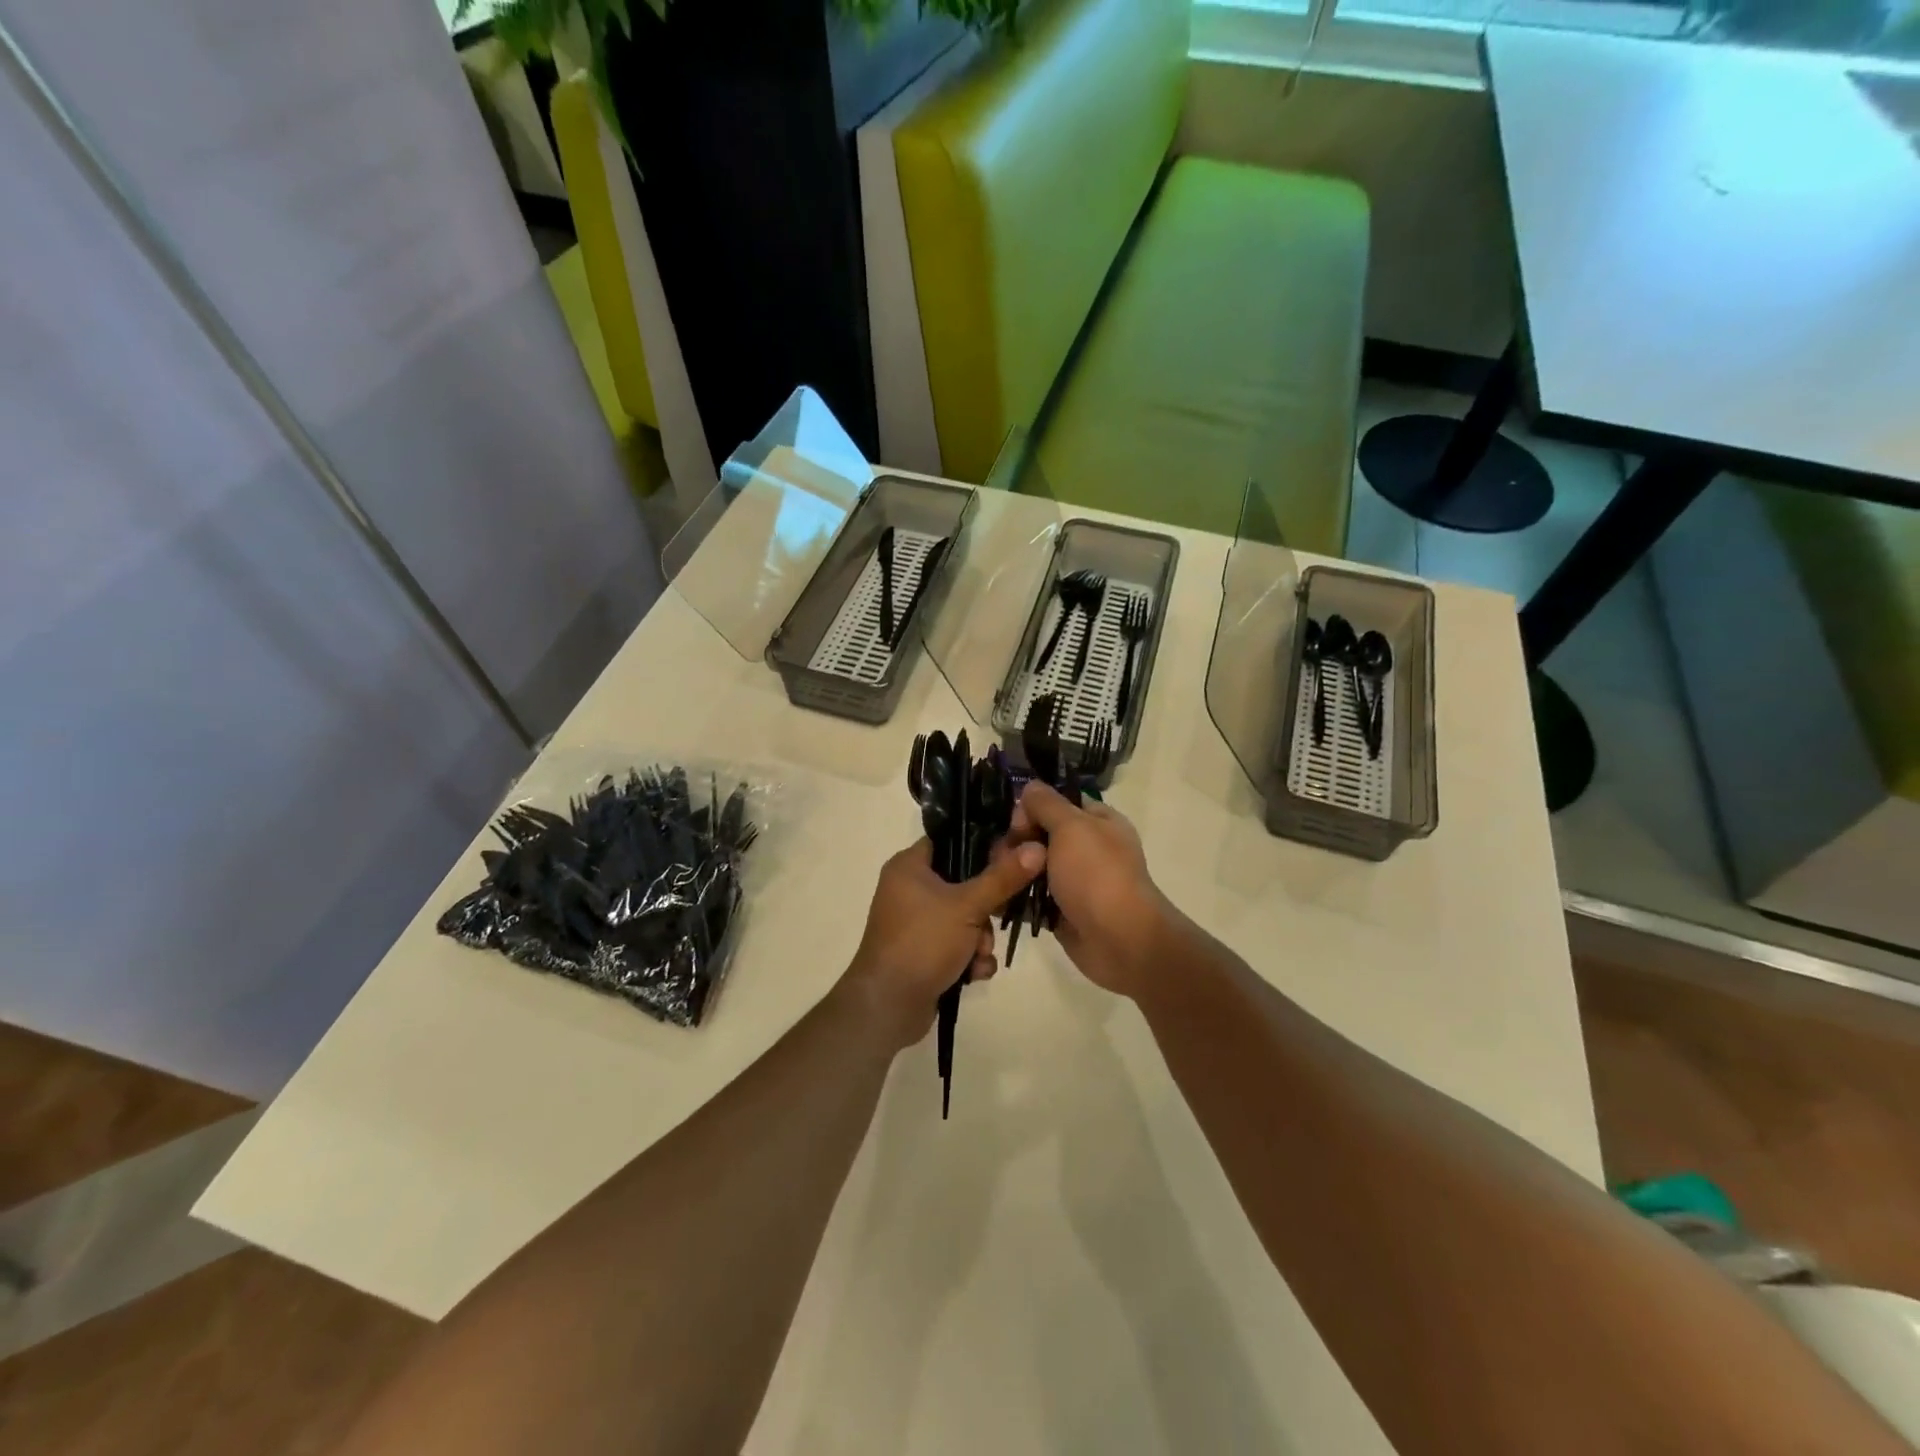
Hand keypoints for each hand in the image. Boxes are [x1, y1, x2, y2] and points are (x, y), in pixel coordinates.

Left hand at [843, 837, 1045, 1050]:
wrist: (888, 1005)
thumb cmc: (923, 942)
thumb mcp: (968, 906)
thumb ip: (1003, 877)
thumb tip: (1037, 847)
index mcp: (909, 866)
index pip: (950, 840)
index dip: (981, 846)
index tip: (1012, 857)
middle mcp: (909, 889)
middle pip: (963, 882)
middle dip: (986, 908)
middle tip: (998, 917)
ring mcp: (916, 923)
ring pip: (965, 917)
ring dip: (981, 939)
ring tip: (980, 954)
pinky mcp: (923, 952)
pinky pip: (956, 944)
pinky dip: (968, 958)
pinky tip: (974, 973)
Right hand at [1010, 783, 1170, 999]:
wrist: (1120, 941)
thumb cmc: (1097, 875)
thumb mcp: (1071, 826)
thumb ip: (1047, 803)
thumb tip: (1030, 787)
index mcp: (1099, 822)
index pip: (1059, 803)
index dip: (1034, 807)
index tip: (1017, 821)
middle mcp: (1088, 849)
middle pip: (1041, 834)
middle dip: (1018, 841)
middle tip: (1006, 855)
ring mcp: (1074, 882)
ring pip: (1033, 866)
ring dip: (1013, 869)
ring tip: (997, 877)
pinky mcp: (1062, 911)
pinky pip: (1032, 897)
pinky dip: (1015, 897)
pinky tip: (995, 896)